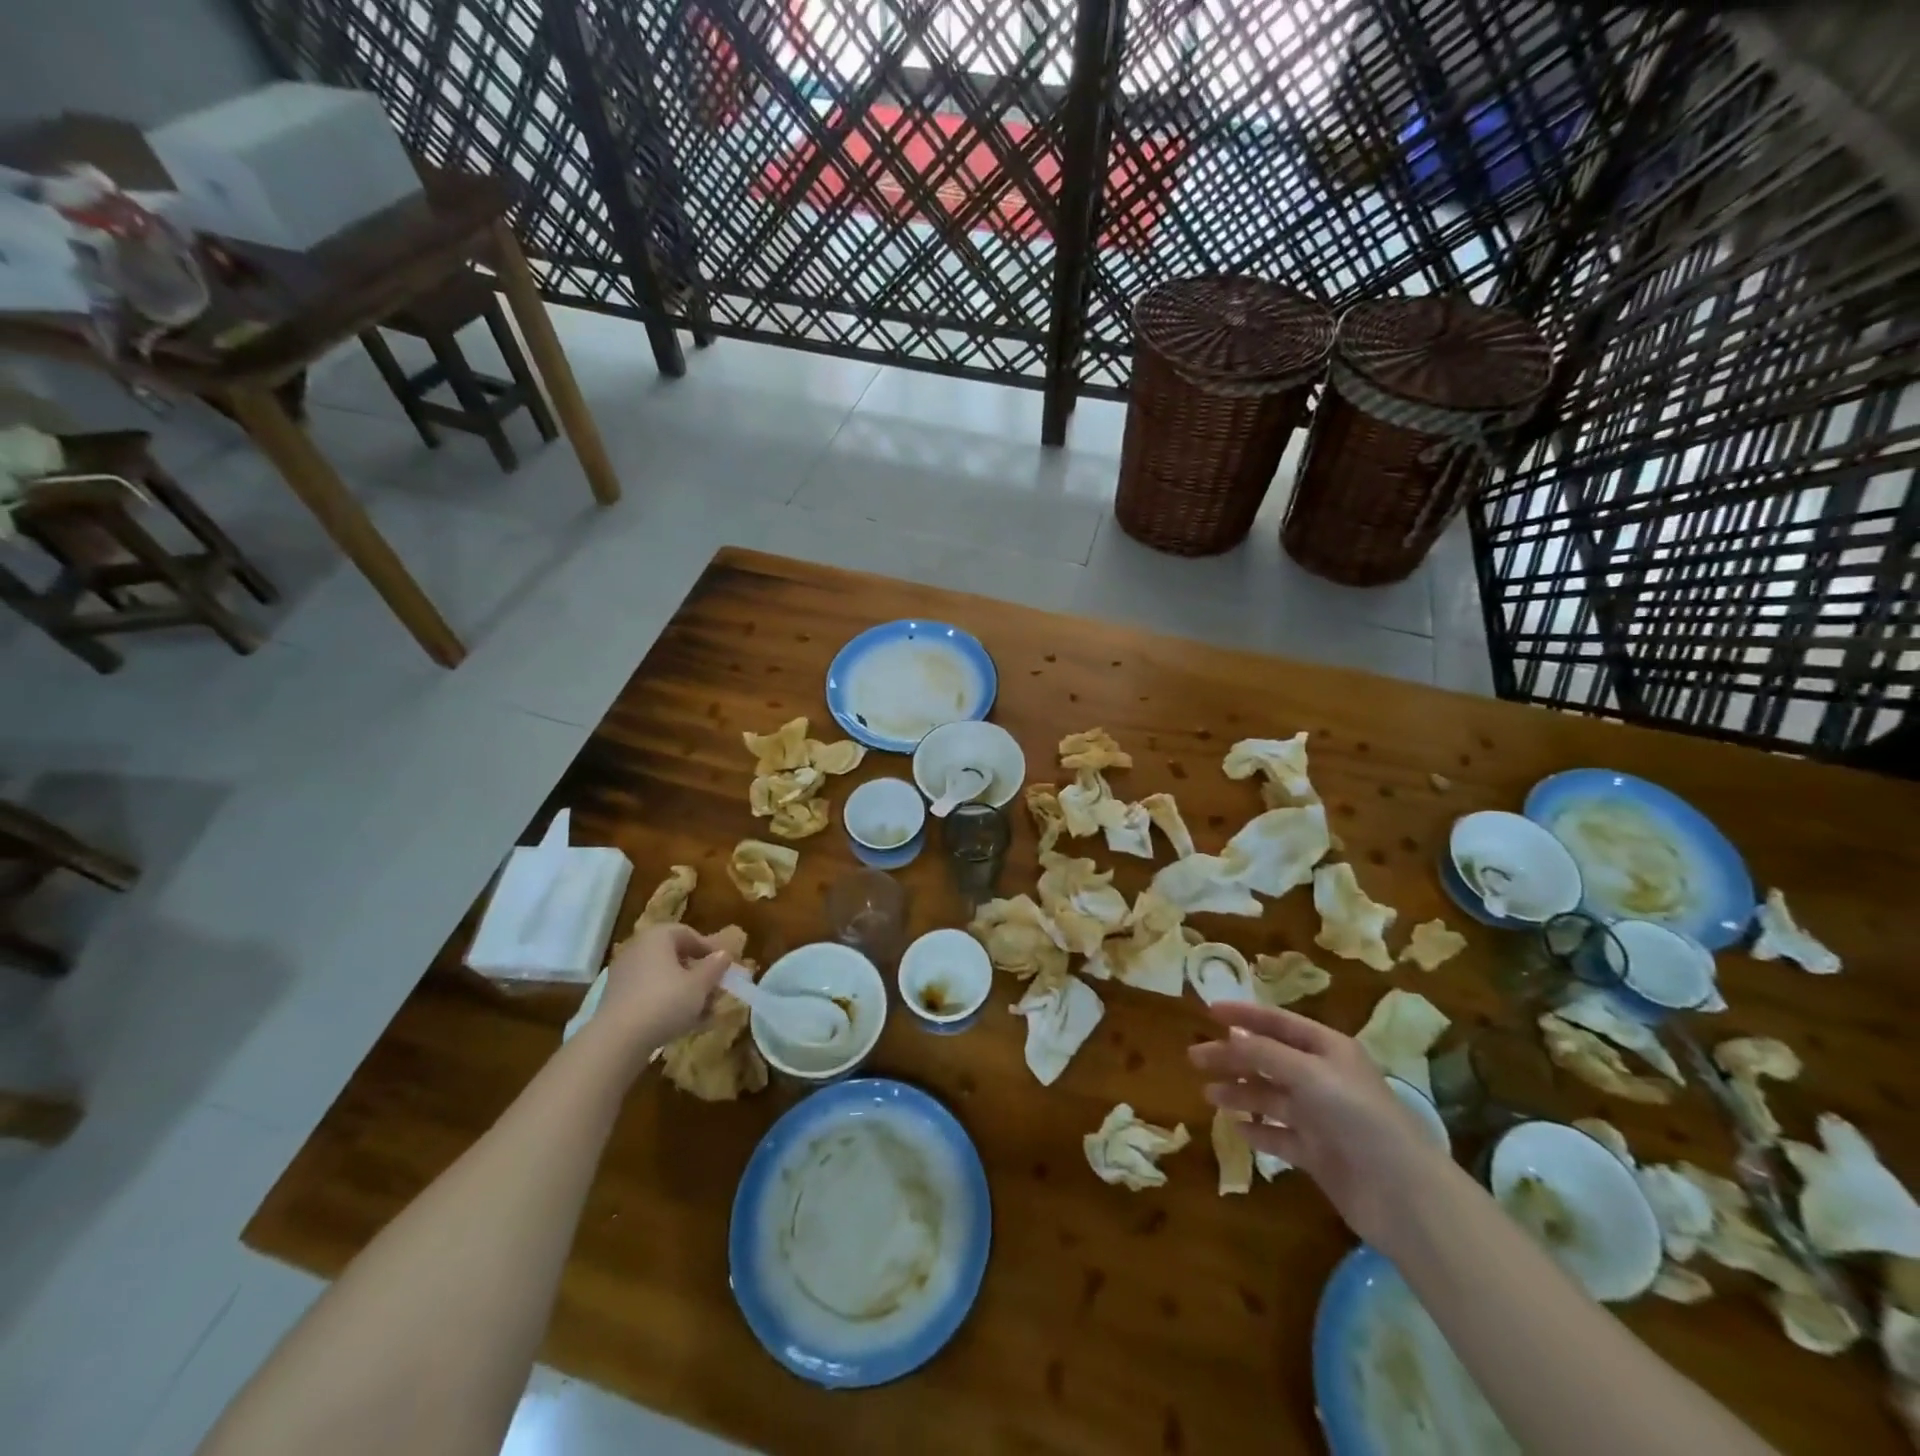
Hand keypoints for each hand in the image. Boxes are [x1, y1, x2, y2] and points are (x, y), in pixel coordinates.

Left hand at [591, 923, 733, 1059]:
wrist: (617, 1041)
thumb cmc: (665, 1002)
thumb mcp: (700, 984)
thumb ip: (715, 967)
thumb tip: (723, 954)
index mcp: (657, 937)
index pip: (687, 933)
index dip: (708, 948)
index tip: (723, 966)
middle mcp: (637, 949)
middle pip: (675, 956)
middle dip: (698, 973)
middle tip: (715, 989)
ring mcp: (624, 975)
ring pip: (663, 978)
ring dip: (685, 991)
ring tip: (704, 1012)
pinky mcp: (617, 1000)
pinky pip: (649, 994)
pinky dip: (667, 1003)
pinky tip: (683, 1023)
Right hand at [1189, 1001, 1446, 1246]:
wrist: (1402, 1194)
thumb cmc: (1356, 1116)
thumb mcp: (1306, 1073)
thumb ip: (1263, 1053)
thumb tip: (1228, 1036)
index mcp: (1327, 1049)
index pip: (1279, 1023)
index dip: (1245, 1015)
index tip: (1209, 1011)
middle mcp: (1323, 1078)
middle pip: (1268, 1060)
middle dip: (1233, 1057)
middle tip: (1195, 1058)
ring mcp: (1321, 1118)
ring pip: (1271, 1097)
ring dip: (1240, 1093)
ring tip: (1209, 1095)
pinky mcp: (1318, 1154)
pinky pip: (1280, 1135)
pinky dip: (1258, 1131)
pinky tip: (1237, 1130)